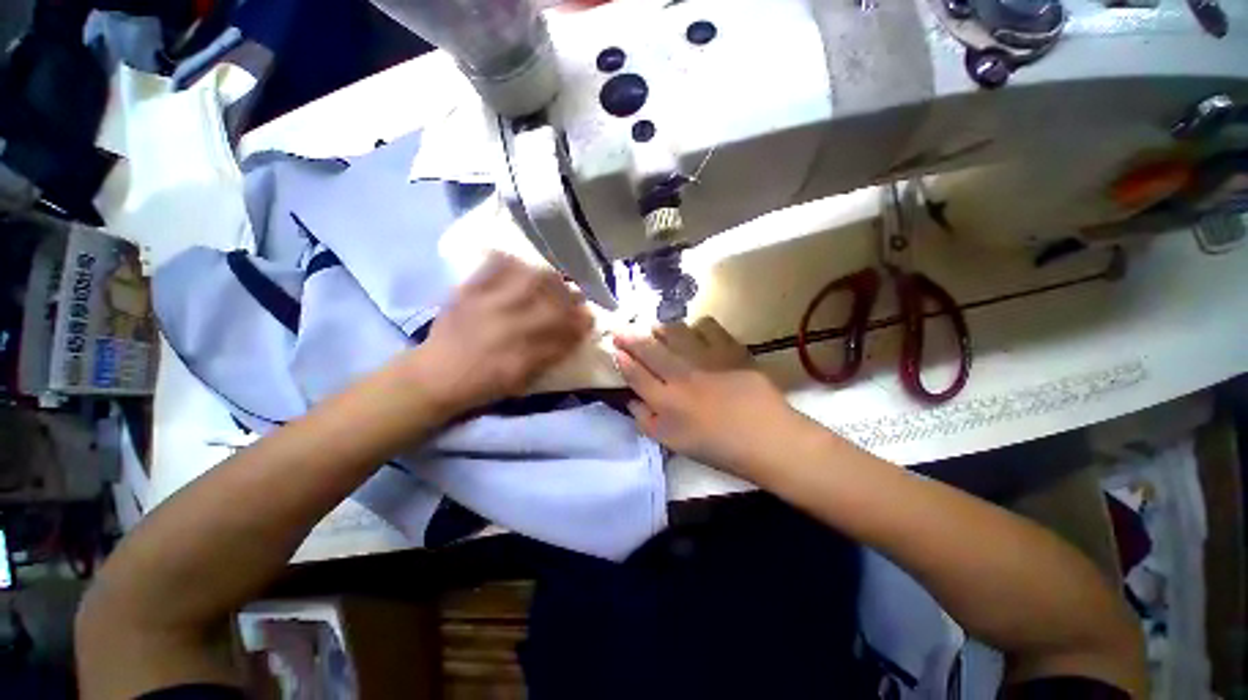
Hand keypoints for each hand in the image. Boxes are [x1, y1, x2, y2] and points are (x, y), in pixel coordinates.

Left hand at [412, 252, 592, 415]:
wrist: (436, 375)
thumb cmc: (484, 383)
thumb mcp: (522, 380)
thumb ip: (550, 356)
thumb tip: (573, 335)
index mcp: (525, 353)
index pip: (565, 331)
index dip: (582, 322)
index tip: (589, 317)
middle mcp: (512, 326)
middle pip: (553, 301)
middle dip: (571, 297)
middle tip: (576, 295)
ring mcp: (490, 305)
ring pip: (530, 280)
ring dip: (549, 278)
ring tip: (553, 279)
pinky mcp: (470, 291)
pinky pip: (494, 267)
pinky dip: (510, 261)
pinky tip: (520, 264)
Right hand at [613, 318, 804, 479]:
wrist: (767, 439)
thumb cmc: (718, 447)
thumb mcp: (673, 443)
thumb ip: (647, 422)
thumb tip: (632, 400)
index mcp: (666, 402)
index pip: (636, 375)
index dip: (622, 360)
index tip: (614, 349)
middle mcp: (681, 376)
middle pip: (650, 350)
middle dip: (631, 337)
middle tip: (621, 328)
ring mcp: (706, 360)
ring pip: (675, 333)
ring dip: (661, 328)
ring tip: (656, 327)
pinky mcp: (729, 350)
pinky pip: (708, 328)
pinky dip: (697, 326)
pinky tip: (695, 331)